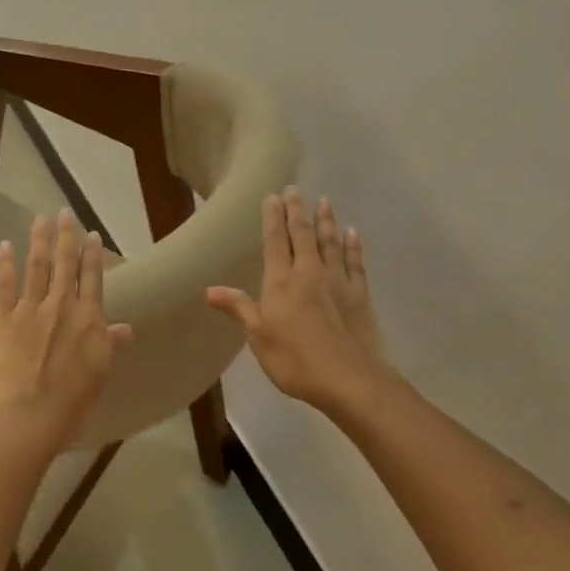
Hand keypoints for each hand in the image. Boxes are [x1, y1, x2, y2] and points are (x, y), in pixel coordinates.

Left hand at [0, 209, 132, 449]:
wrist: (26, 420)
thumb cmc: (70, 406)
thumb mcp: (99, 376)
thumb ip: (109, 346)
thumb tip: (125, 326)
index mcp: (89, 320)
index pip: (92, 279)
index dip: (92, 255)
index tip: (91, 234)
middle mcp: (61, 307)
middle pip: (65, 264)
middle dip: (65, 237)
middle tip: (63, 213)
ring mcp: (30, 311)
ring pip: (37, 267)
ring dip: (39, 241)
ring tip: (40, 219)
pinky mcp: (3, 321)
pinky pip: (4, 286)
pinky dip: (5, 264)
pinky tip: (5, 246)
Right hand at [206, 190, 391, 413]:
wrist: (350, 379)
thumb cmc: (296, 361)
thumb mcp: (259, 337)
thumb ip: (239, 308)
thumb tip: (210, 289)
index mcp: (282, 282)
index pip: (275, 242)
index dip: (272, 219)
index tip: (272, 197)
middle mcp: (309, 273)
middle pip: (303, 235)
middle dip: (297, 211)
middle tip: (294, 190)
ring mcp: (338, 281)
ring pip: (330, 242)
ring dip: (326, 221)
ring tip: (324, 201)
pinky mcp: (359, 294)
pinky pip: (355, 262)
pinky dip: (352, 246)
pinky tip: (352, 233)